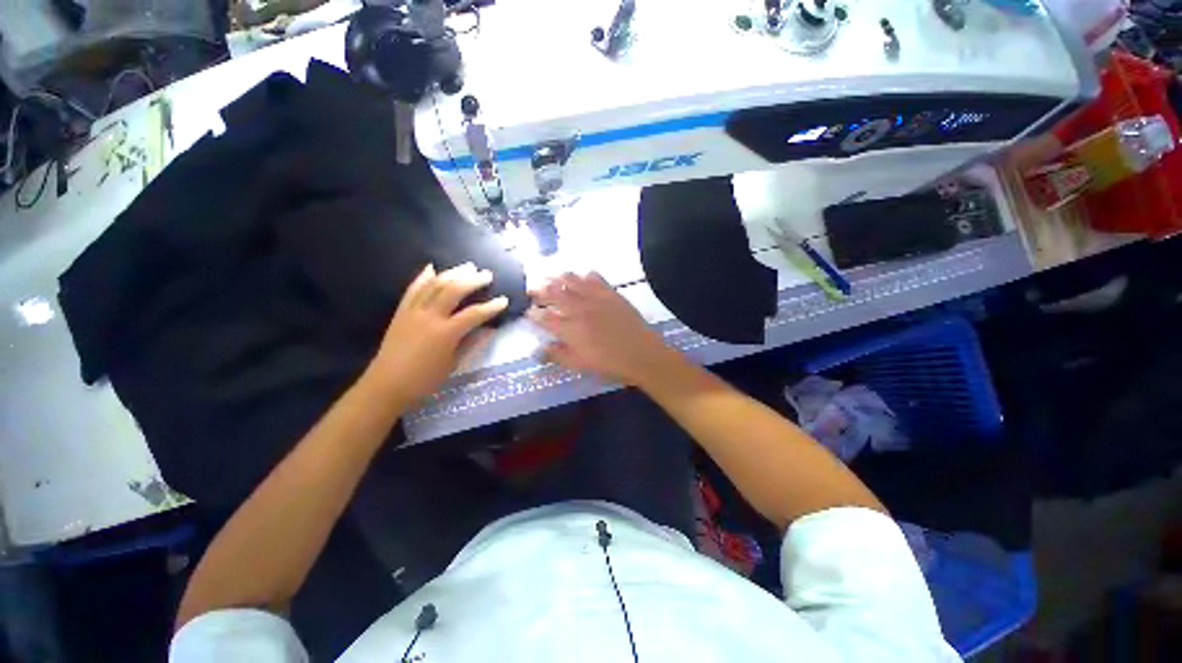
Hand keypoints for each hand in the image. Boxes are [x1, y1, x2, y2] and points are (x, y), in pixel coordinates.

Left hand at [368, 263, 507, 406]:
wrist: (386, 385)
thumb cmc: (424, 380)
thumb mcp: (453, 364)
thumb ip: (471, 343)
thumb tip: (489, 330)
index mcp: (446, 333)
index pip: (474, 314)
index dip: (491, 306)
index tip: (504, 300)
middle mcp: (430, 317)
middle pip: (454, 291)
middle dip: (472, 280)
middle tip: (486, 274)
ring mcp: (413, 311)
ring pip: (434, 285)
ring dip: (452, 273)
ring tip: (467, 266)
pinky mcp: (401, 312)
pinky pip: (413, 289)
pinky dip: (423, 277)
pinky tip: (432, 268)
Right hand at [529, 272, 676, 386]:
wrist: (642, 354)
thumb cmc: (609, 364)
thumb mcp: (579, 365)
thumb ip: (556, 355)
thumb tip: (537, 350)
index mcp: (569, 329)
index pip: (544, 317)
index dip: (533, 314)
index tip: (529, 312)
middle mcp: (579, 309)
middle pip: (553, 293)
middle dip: (540, 290)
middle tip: (533, 289)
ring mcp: (595, 298)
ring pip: (572, 281)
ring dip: (558, 278)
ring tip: (552, 277)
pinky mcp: (611, 293)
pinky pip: (595, 278)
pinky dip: (585, 275)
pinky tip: (582, 276)